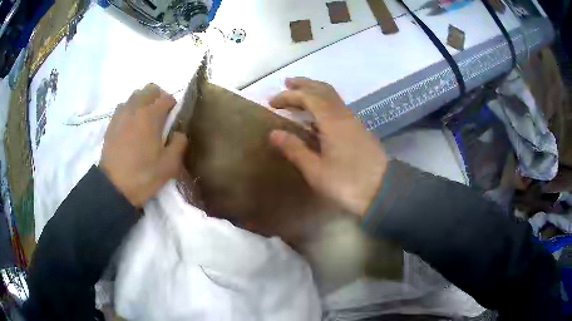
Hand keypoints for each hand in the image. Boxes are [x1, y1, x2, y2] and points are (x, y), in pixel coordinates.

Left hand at [100, 83, 187, 207]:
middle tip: (160, 116)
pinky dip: (130, 109)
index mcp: (151, 116)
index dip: (173, 106)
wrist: (114, 187)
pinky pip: (123, 106)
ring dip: (143, 101)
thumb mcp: (170, 165)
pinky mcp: (111, 123)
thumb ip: (179, 143)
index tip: (173, 120)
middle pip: (150, 89)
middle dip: (158, 97)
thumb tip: (178, 132)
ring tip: (144, 120)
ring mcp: (121, 114)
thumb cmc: (143, 175)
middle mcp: (135, 108)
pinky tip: (131, 126)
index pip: (167, 97)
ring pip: (135, 95)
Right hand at [269, 78, 387, 216]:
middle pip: (323, 90)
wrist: (384, 190)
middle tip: (287, 83)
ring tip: (299, 94)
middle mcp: (344, 115)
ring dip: (315, 91)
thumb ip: (295, 149)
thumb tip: (273, 133)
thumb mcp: (316, 171)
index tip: (272, 102)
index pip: (308, 97)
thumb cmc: (348, 183)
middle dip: (304, 84)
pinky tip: (317, 115)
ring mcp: (354, 121)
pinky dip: (324, 103)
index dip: (289, 96)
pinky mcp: (359, 130)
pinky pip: (338, 107)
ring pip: (333, 97)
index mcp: (332, 121)